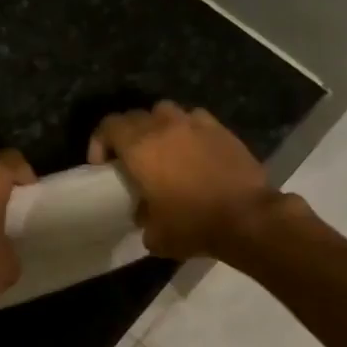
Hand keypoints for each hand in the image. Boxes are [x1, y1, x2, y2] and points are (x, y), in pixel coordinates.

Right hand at [90, 102, 276, 259]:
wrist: (247, 218)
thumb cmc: (192, 225)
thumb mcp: (154, 234)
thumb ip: (142, 216)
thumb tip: (144, 211)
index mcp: (140, 147)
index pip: (108, 126)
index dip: (99, 143)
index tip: (103, 167)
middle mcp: (165, 126)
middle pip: (135, 115)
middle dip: (127, 134)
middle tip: (130, 160)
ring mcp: (196, 124)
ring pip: (166, 111)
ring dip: (157, 126)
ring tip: (162, 150)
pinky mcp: (221, 130)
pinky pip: (195, 120)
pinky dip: (188, 130)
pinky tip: (193, 150)